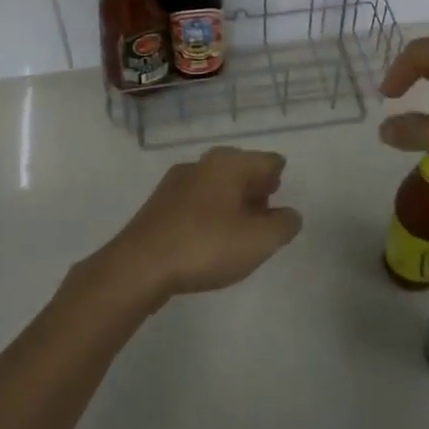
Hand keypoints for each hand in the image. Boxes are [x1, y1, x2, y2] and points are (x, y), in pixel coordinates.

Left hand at [99, 147, 303, 299]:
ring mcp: (176, 183)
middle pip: (241, 170)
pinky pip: (196, 203)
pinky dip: (209, 215)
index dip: (279, 180)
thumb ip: (284, 224)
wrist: (139, 266)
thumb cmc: (206, 246)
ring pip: (216, 186)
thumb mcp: (260, 240)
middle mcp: (202, 163)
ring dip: (232, 204)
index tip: (281, 204)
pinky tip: (209, 241)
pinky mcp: (158, 206)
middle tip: (265, 216)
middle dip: (256, 190)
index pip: (268, 161)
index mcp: (229, 163)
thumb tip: (289, 215)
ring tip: (239, 233)